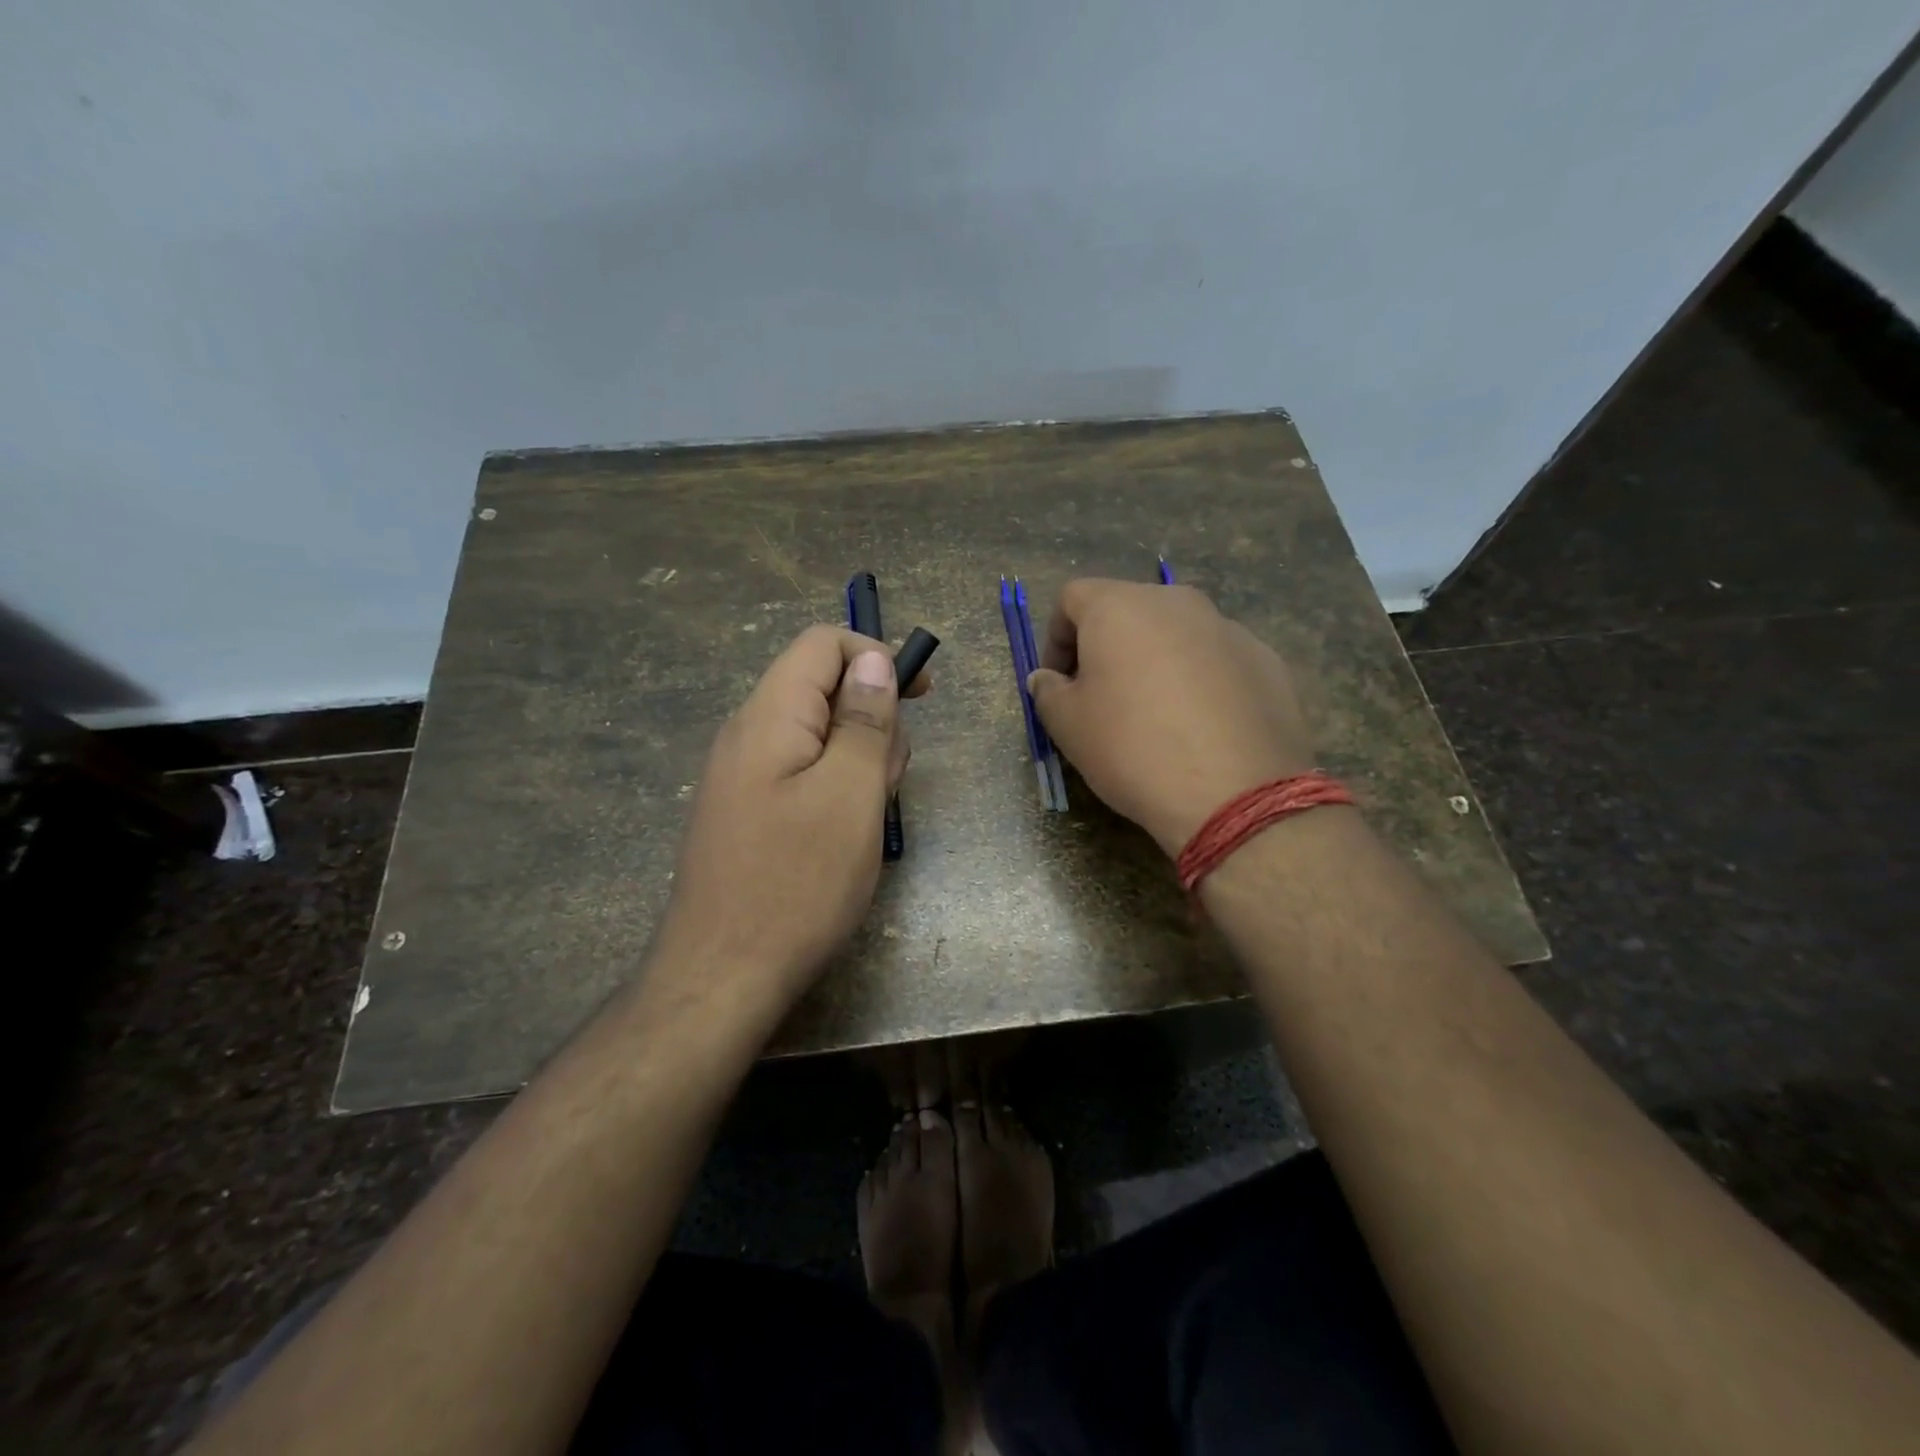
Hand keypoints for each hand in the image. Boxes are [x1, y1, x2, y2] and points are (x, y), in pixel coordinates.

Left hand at [653, 625, 926, 1007]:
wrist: (722, 977)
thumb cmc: (797, 882)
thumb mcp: (851, 793)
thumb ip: (865, 720)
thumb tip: (874, 660)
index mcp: (769, 715)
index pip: (822, 643)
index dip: (876, 655)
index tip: (920, 696)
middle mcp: (747, 734)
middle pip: (822, 689)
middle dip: (871, 720)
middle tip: (888, 780)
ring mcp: (741, 776)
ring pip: (817, 736)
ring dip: (858, 761)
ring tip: (867, 817)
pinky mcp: (746, 811)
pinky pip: (800, 774)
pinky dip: (834, 789)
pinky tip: (843, 836)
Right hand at [1027, 580, 1312, 854]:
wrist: (1234, 793)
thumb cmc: (1132, 749)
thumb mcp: (1067, 726)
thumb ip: (1048, 691)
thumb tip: (1048, 678)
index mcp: (1120, 607)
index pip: (1072, 598)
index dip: (1055, 638)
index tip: (1058, 683)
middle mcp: (1176, 602)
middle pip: (1128, 611)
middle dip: (1107, 648)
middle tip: (1102, 699)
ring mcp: (1228, 628)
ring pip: (1176, 635)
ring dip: (1156, 663)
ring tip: (1155, 717)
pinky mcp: (1266, 661)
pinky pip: (1216, 661)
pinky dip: (1200, 682)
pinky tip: (1200, 729)